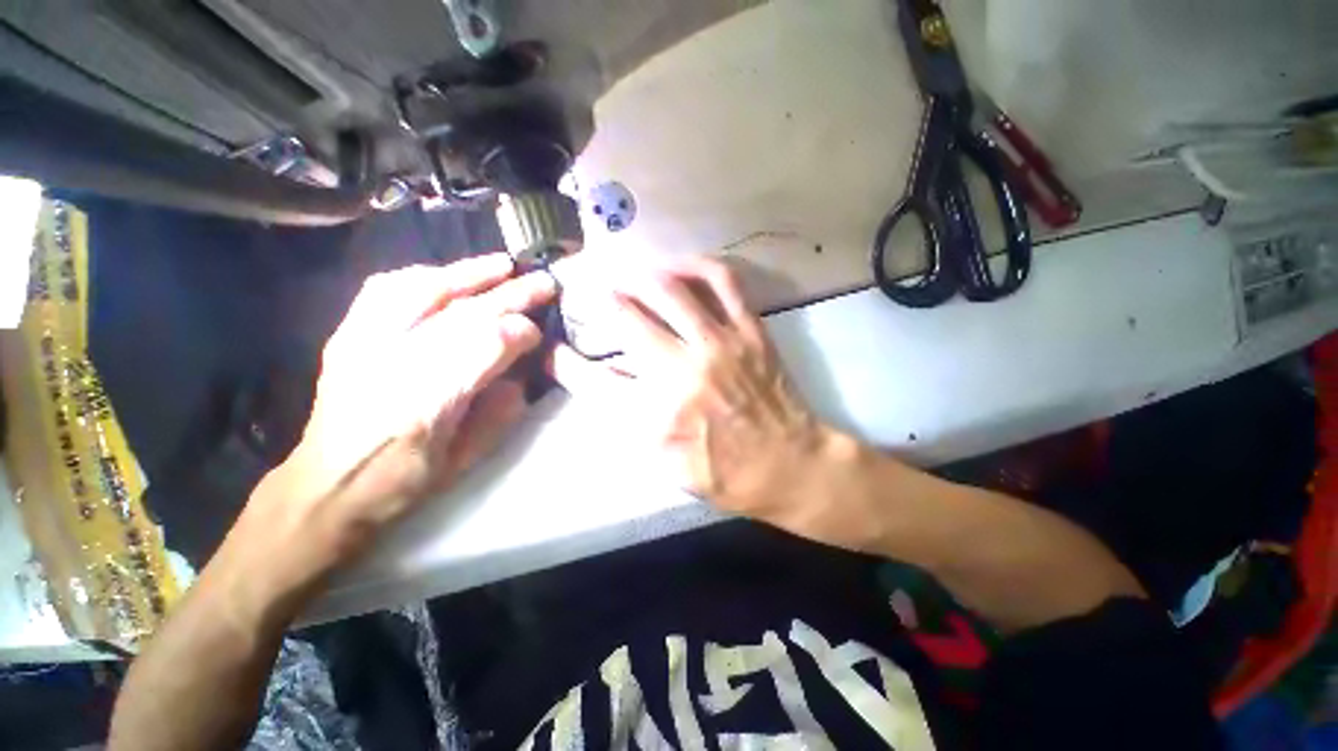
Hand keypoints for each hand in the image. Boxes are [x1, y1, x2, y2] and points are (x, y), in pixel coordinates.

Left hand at [241, 254, 554, 585]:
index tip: (539, 334)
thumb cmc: (404, 480)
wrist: (325, 487)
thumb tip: (522, 372)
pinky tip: (445, 275)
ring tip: (502, 264)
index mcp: (429, 403)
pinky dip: (422, 276)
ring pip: (422, 290)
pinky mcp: (347, 335)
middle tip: (543, 282)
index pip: (487, 346)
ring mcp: (363, 343)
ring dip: (469, 274)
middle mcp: (392, 362)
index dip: (520, 333)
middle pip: (464, 313)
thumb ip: (501, 412)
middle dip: (510, 295)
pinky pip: (385, 291)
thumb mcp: (466, 458)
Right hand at [550, 257, 859, 542]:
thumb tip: (599, 375)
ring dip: (638, 276)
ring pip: (669, 289)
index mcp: (657, 416)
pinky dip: (696, 265)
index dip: (565, 361)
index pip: (593, 379)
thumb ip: (628, 418)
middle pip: (626, 319)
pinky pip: (722, 281)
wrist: (790, 465)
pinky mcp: (750, 331)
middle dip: (599, 300)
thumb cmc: (725, 473)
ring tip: (625, 275)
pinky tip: (677, 267)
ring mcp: (720, 345)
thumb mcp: (665, 462)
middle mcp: (683, 373)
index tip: (554, 349)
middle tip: (590, 292)